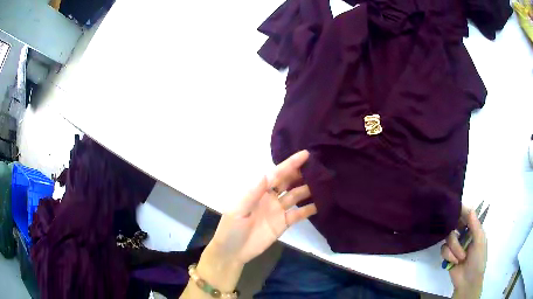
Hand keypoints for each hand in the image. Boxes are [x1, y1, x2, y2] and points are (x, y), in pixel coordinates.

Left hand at [206, 150, 316, 264]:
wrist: (233, 252)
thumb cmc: (231, 228)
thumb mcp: (238, 210)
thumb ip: (253, 193)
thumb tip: (266, 173)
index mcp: (258, 190)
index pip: (276, 174)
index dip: (290, 164)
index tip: (305, 154)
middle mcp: (270, 197)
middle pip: (288, 182)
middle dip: (301, 173)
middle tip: (319, 166)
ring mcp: (278, 210)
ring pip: (296, 195)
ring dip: (309, 189)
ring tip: (325, 182)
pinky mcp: (284, 223)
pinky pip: (299, 214)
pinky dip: (310, 209)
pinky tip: (322, 203)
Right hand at [441, 205, 486, 297]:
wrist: (468, 281)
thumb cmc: (478, 260)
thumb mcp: (480, 242)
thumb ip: (475, 226)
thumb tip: (470, 209)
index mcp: (474, 229)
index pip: (467, 214)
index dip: (461, 210)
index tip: (454, 208)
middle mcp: (464, 234)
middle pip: (455, 224)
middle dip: (456, 233)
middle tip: (458, 237)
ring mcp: (455, 245)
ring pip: (448, 237)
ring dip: (454, 249)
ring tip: (460, 258)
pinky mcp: (448, 254)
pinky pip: (443, 249)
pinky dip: (449, 256)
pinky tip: (454, 262)